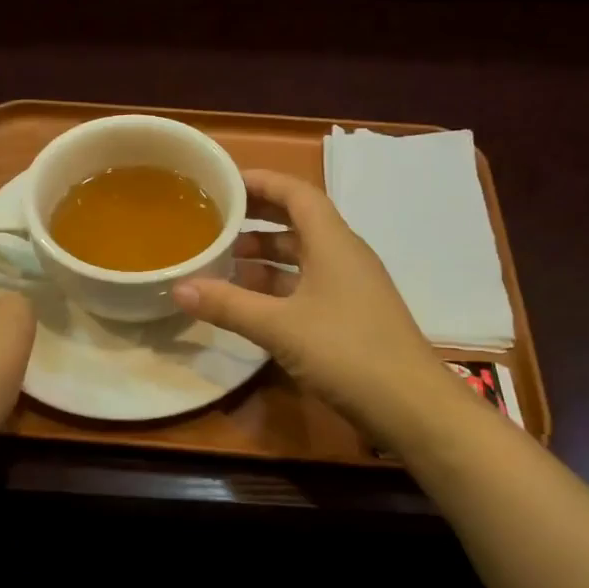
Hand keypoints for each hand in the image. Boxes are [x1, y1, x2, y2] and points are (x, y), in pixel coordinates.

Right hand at [175, 169, 465, 449]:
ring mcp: (351, 285)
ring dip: (266, 254)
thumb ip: (228, 305)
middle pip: (299, 221)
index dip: (261, 182)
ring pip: (303, 256)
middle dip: (258, 216)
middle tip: (216, 218)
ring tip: (224, 260)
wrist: (410, 405)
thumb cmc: (346, 351)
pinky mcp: (351, 314)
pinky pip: (308, 283)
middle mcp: (345, 254)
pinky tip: (251, 301)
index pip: (297, 193)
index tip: (223, 182)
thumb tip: (178, 287)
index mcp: (333, 242)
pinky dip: (278, 284)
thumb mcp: (279, 327)